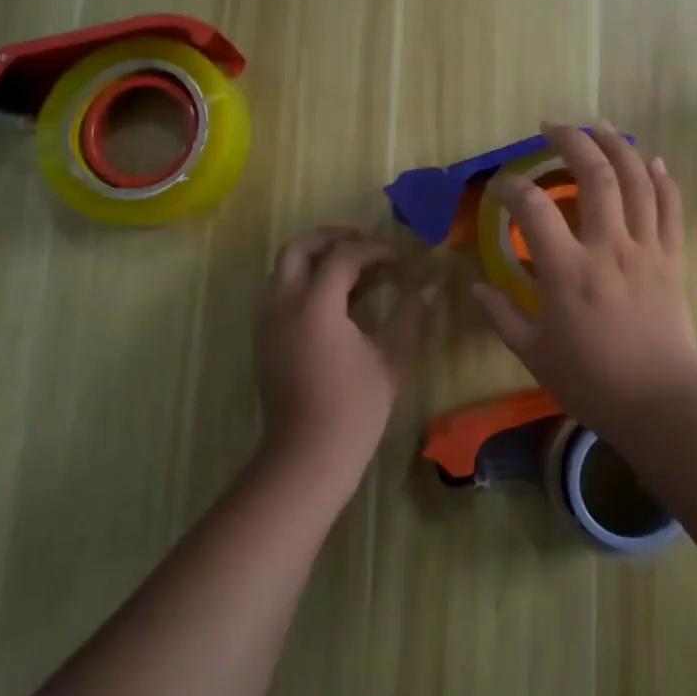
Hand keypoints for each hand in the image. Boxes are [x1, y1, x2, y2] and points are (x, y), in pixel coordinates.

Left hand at [255, 226, 437, 496]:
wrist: (307, 457)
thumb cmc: (354, 408)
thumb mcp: (391, 358)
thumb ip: (410, 315)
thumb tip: (432, 286)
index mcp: (314, 306)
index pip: (342, 256)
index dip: (374, 250)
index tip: (400, 259)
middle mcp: (283, 304)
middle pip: (298, 247)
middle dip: (332, 238)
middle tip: (366, 246)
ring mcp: (268, 321)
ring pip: (285, 268)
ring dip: (318, 258)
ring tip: (356, 271)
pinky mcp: (265, 338)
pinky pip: (281, 291)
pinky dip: (307, 280)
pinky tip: (339, 299)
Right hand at [472, 122, 696, 434]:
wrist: (661, 402)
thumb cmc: (593, 381)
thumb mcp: (534, 355)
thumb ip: (503, 316)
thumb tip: (477, 287)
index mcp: (568, 272)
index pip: (534, 209)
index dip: (512, 187)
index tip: (500, 186)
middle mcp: (608, 247)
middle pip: (595, 175)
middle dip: (572, 140)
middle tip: (553, 127)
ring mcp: (646, 248)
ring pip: (637, 180)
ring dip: (618, 145)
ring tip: (599, 126)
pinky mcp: (672, 258)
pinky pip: (671, 207)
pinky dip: (662, 178)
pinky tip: (651, 159)